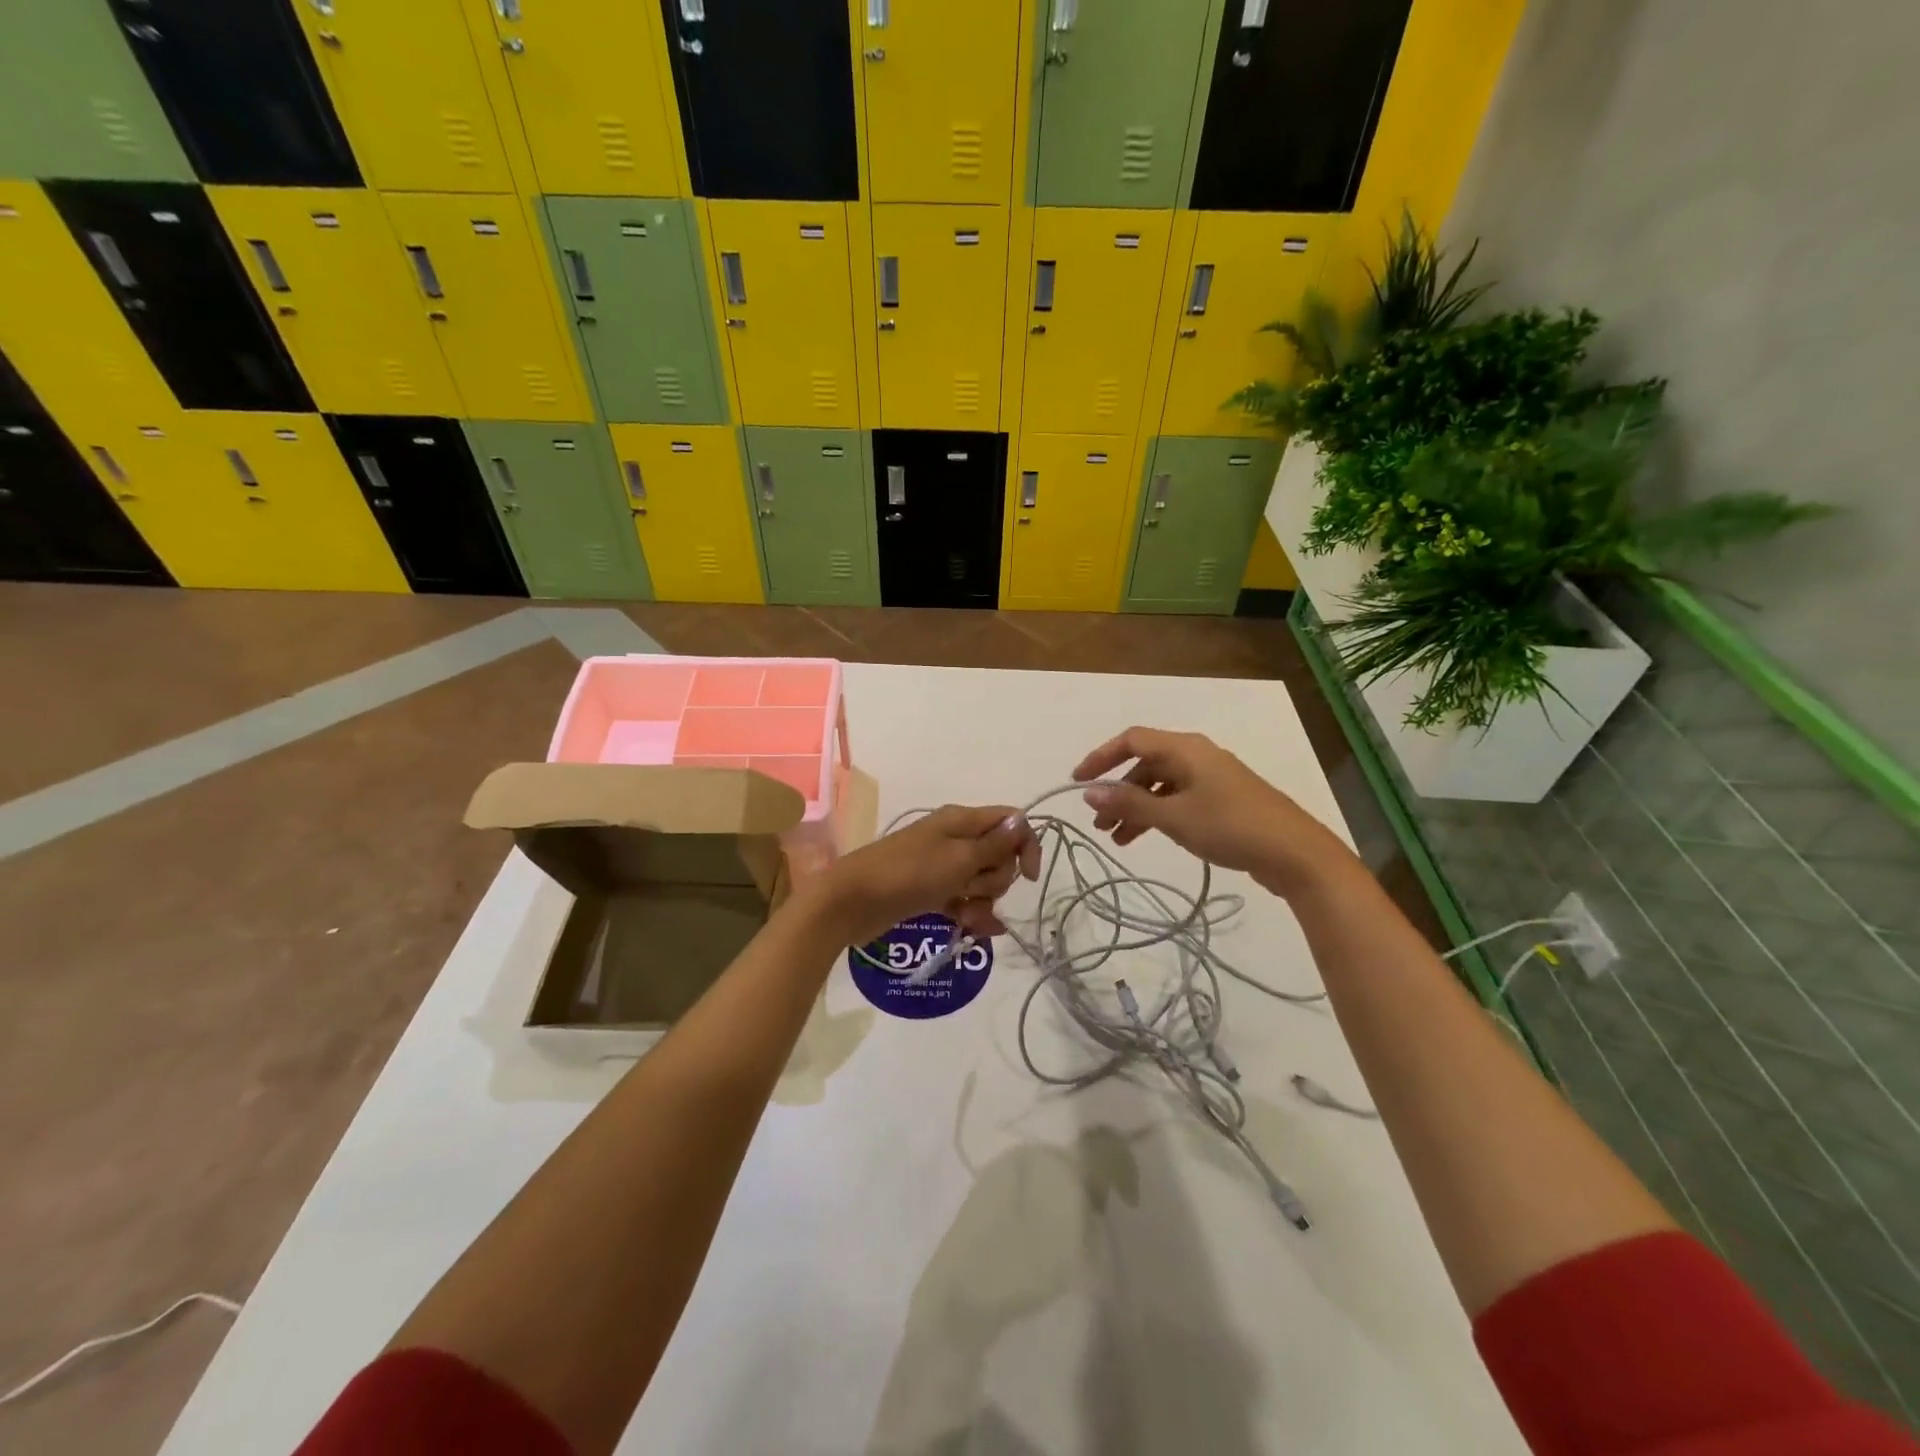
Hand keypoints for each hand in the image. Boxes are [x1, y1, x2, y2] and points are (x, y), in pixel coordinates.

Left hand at [807, 805, 1040, 944]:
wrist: (853, 901)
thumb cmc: (909, 874)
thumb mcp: (958, 859)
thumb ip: (994, 844)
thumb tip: (1022, 821)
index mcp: (962, 820)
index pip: (1010, 822)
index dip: (1025, 846)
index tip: (1029, 877)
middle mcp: (955, 838)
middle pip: (999, 855)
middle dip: (996, 878)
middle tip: (972, 888)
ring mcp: (942, 866)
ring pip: (982, 881)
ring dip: (982, 901)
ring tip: (964, 916)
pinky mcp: (932, 891)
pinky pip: (964, 899)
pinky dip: (970, 913)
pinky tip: (972, 929)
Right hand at [1072, 727, 1355, 897]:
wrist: (1295, 853)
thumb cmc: (1230, 827)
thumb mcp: (1174, 817)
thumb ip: (1129, 803)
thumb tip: (1089, 791)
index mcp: (1185, 749)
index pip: (1131, 739)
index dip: (1101, 757)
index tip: (1078, 782)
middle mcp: (1196, 756)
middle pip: (1145, 764)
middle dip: (1118, 792)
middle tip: (1099, 823)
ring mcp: (1211, 779)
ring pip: (1160, 786)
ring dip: (1136, 808)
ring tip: (1118, 839)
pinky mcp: (1222, 801)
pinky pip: (1177, 800)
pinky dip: (1157, 815)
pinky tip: (1146, 838)